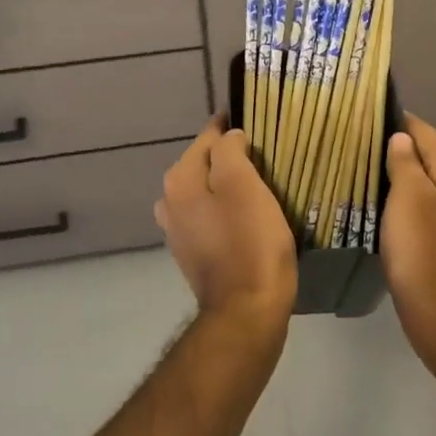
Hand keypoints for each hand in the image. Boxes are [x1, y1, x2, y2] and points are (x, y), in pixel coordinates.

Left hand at [156, 116, 297, 338]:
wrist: (247, 312)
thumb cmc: (250, 242)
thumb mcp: (244, 184)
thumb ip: (230, 150)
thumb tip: (229, 137)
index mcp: (180, 180)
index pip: (208, 137)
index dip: (232, 128)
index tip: (257, 122)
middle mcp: (170, 202)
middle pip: (205, 165)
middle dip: (230, 157)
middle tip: (265, 155)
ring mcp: (179, 231)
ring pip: (208, 192)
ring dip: (229, 186)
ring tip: (261, 185)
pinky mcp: (194, 254)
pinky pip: (211, 218)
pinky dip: (228, 211)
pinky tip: (250, 217)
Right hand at [380, 115, 435, 391]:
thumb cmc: (424, 254)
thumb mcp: (409, 200)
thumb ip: (405, 163)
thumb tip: (400, 137)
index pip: (422, 130)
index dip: (393, 119)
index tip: (358, 115)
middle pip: (423, 153)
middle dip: (391, 146)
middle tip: (350, 141)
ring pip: (421, 179)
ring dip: (393, 173)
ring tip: (355, 166)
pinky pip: (420, 203)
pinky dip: (399, 197)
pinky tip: (374, 201)